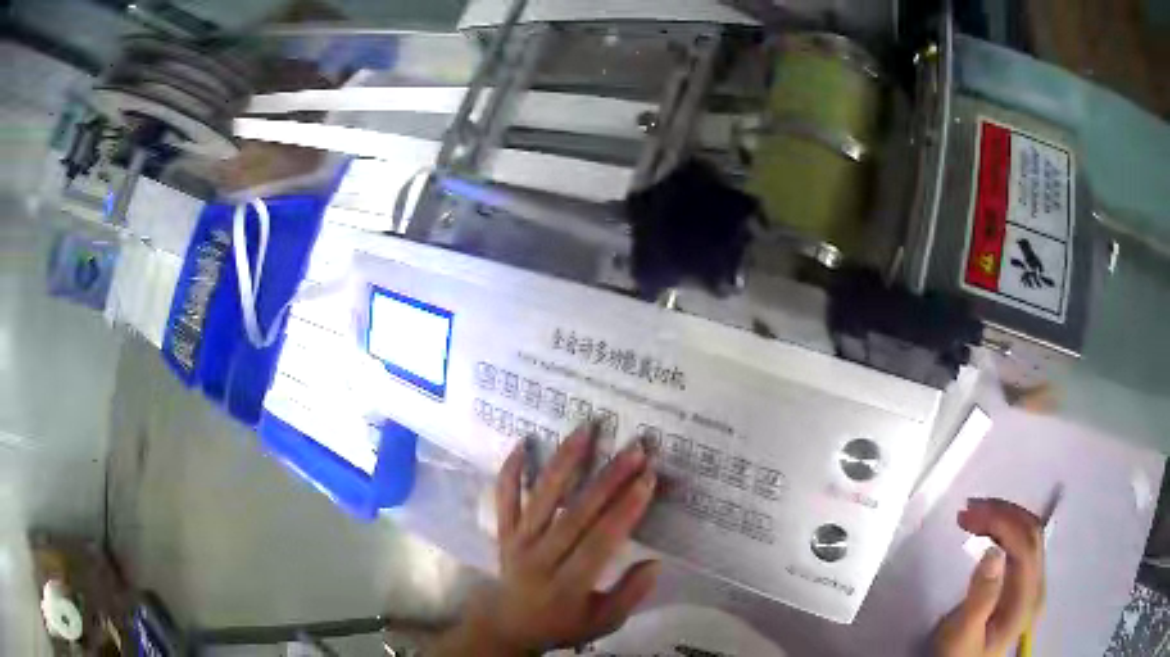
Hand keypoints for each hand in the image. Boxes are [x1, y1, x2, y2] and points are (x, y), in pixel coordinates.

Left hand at [435, 425, 659, 655]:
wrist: (507, 625)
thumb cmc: (562, 625)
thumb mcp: (603, 622)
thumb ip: (630, 594)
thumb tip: (655, 562)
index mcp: (568, 584)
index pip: (600, 542)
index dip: (626, 509)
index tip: (648, 478)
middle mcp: (540, 558)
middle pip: (576, 513)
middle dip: (609, 478)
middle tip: (635, 448)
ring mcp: (518, 542)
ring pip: (540, 497)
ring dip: (564, 462)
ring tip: (586, 429)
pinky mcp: (503, 532)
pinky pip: (504, 498)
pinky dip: (511, 471)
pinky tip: (523, 443)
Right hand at [933, 499, 1045, 656]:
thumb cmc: (960, 656)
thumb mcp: (963, 635)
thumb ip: (980, 598)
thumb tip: (992, 552)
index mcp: (1026, 598)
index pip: (1025, 544)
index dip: (1002, 521)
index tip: (970, 513)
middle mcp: (1036, 584)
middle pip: (1031, 532)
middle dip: (1003, 513)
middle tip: (969, 509)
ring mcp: (1031, 582)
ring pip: (1027, 533)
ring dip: (1003, 517)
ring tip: (972, 514)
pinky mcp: (1022, 582)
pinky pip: (1020, 543)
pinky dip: (1003, 528)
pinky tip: (985, 530)